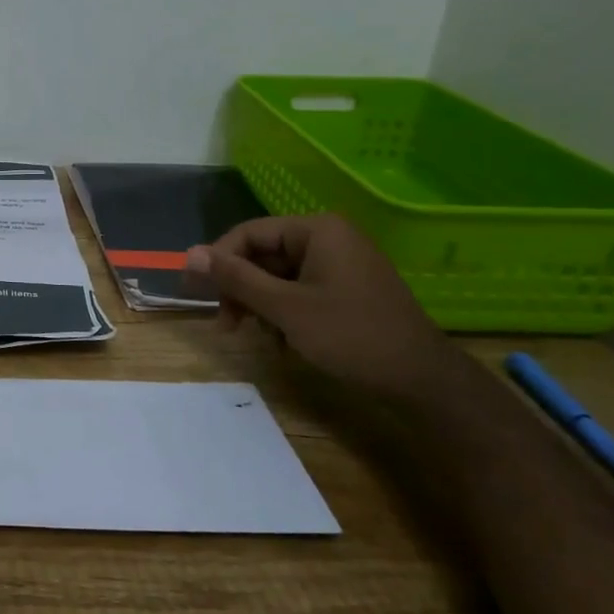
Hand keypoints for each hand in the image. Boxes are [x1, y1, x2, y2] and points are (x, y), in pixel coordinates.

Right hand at [185, 214, 458, 407]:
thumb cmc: (352, 337)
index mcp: (317, 230)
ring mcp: (341, 264)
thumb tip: (189, 253)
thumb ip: (235, 278)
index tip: (195, 292)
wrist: (424, 383)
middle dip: (241, 289)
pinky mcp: (347, 289)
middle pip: (263, 255)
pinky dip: (283, 313)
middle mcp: (329, 238)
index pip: (249, 233)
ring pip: (278, 276)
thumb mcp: (285, 308)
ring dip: (260, 305)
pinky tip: (283, 343)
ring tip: (256, 337)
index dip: (217, 260)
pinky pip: (299, 291)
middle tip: (226, 324)